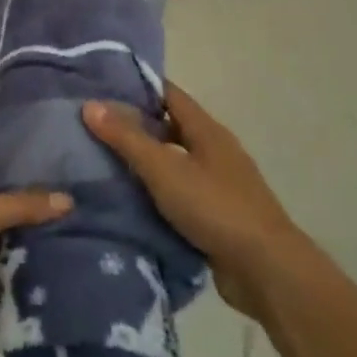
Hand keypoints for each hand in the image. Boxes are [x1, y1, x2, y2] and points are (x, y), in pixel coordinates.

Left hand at [0, 171, 71, 356]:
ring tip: (83, 277)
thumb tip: (68, 199)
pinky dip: (16, 324)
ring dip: (31, 279)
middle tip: (90, 233)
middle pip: (7, 230)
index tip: (70, 178)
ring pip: (4, 274)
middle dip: (39, 233)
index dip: (27, 178)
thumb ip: (20, 207)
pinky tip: (56, 324)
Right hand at [84, 82, 299, 318]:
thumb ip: (127, 138)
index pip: (168, 93)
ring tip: (100, 161)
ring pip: (173, 163)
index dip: (137, 86)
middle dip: (134, 125)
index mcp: (207, 130)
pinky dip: (155, 194)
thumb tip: (90, 104)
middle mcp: (214, 151)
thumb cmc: (215, 207)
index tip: (101, 85)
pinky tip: (126, 200)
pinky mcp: (217, 217)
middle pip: (169, 127)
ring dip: (143, 162)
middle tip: (92, 125)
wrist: (266, 271)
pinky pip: (178, 195)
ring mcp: (218, 185)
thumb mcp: (164, 169)